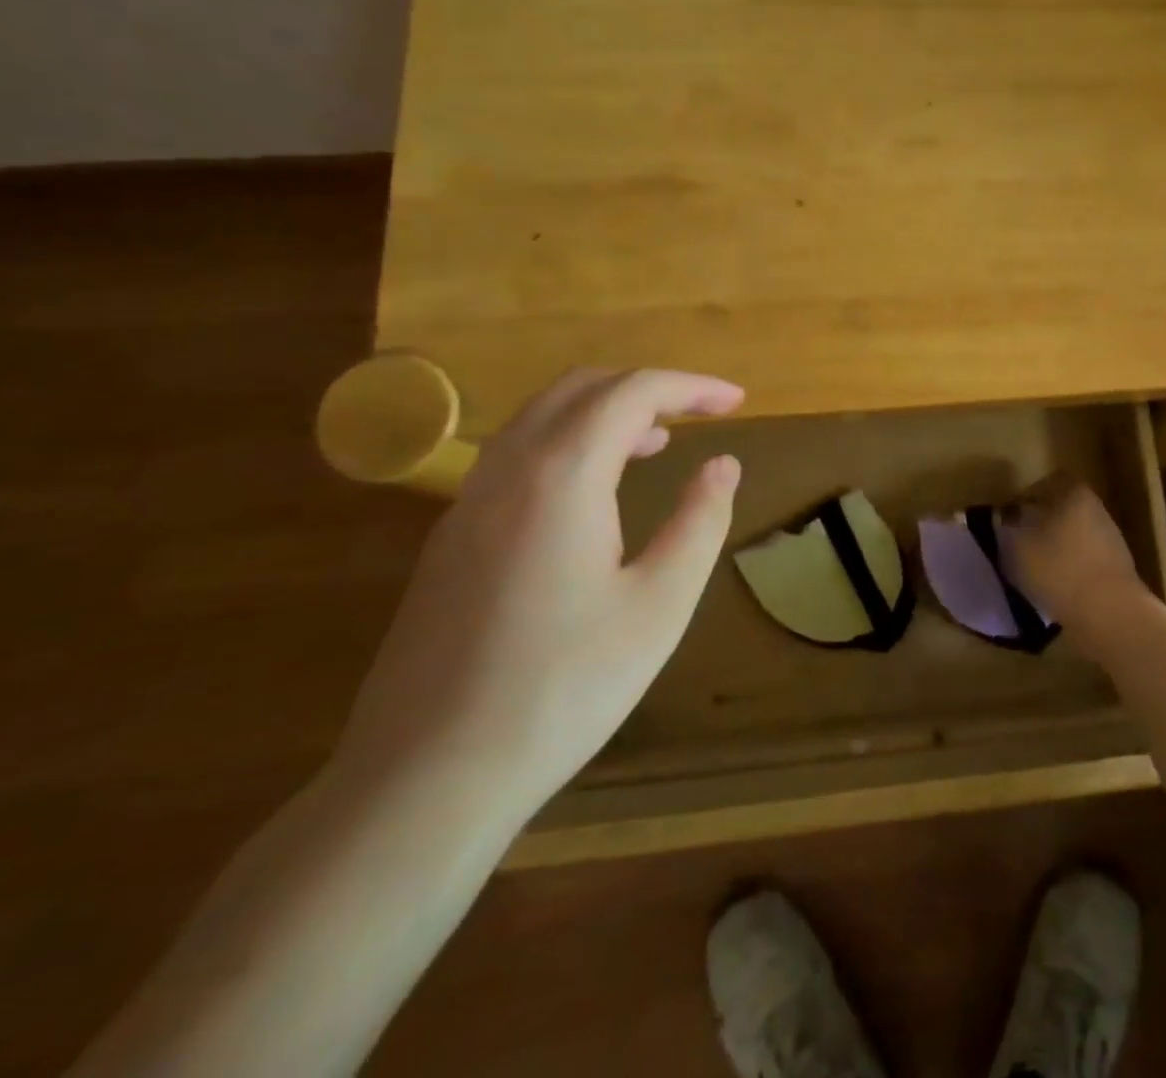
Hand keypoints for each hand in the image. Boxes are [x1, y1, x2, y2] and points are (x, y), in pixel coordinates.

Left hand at [334, 368, 744, 827]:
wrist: (428, 778)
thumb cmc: (564, 687)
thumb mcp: (660, 604)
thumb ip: (700, 521)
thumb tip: (722, 464)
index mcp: (561, 475)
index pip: (633, 392)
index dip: (692, 387)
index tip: (737, 401)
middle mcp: (506, 469)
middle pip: (581, 388)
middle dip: (648, 387)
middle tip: (701, 413)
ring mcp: (467, 502)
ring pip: (541, 417)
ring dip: (605, 411)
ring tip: (659, 442)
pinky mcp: (450, 538)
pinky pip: (516, 454)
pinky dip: (569, 442)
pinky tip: (594, 492)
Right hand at [1002, 475, 1146, 630]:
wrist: (1110, 612)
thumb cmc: (1058, 568)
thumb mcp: (1016, 544)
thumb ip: (1006, 525)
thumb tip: (1006, 516)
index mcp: (1072, 492)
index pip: (1040, 486)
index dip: (1020, 503)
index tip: (1006, 524)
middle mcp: (1095, 507)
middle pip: (1057, 510)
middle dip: (1037, 527)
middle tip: (1017, 548)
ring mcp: (1109, 537)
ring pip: (1070, 536)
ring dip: (1053, 550)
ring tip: (1034, 572)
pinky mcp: (1116, 567)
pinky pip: (1083, 560)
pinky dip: (1068, 570)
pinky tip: (1056, 588)